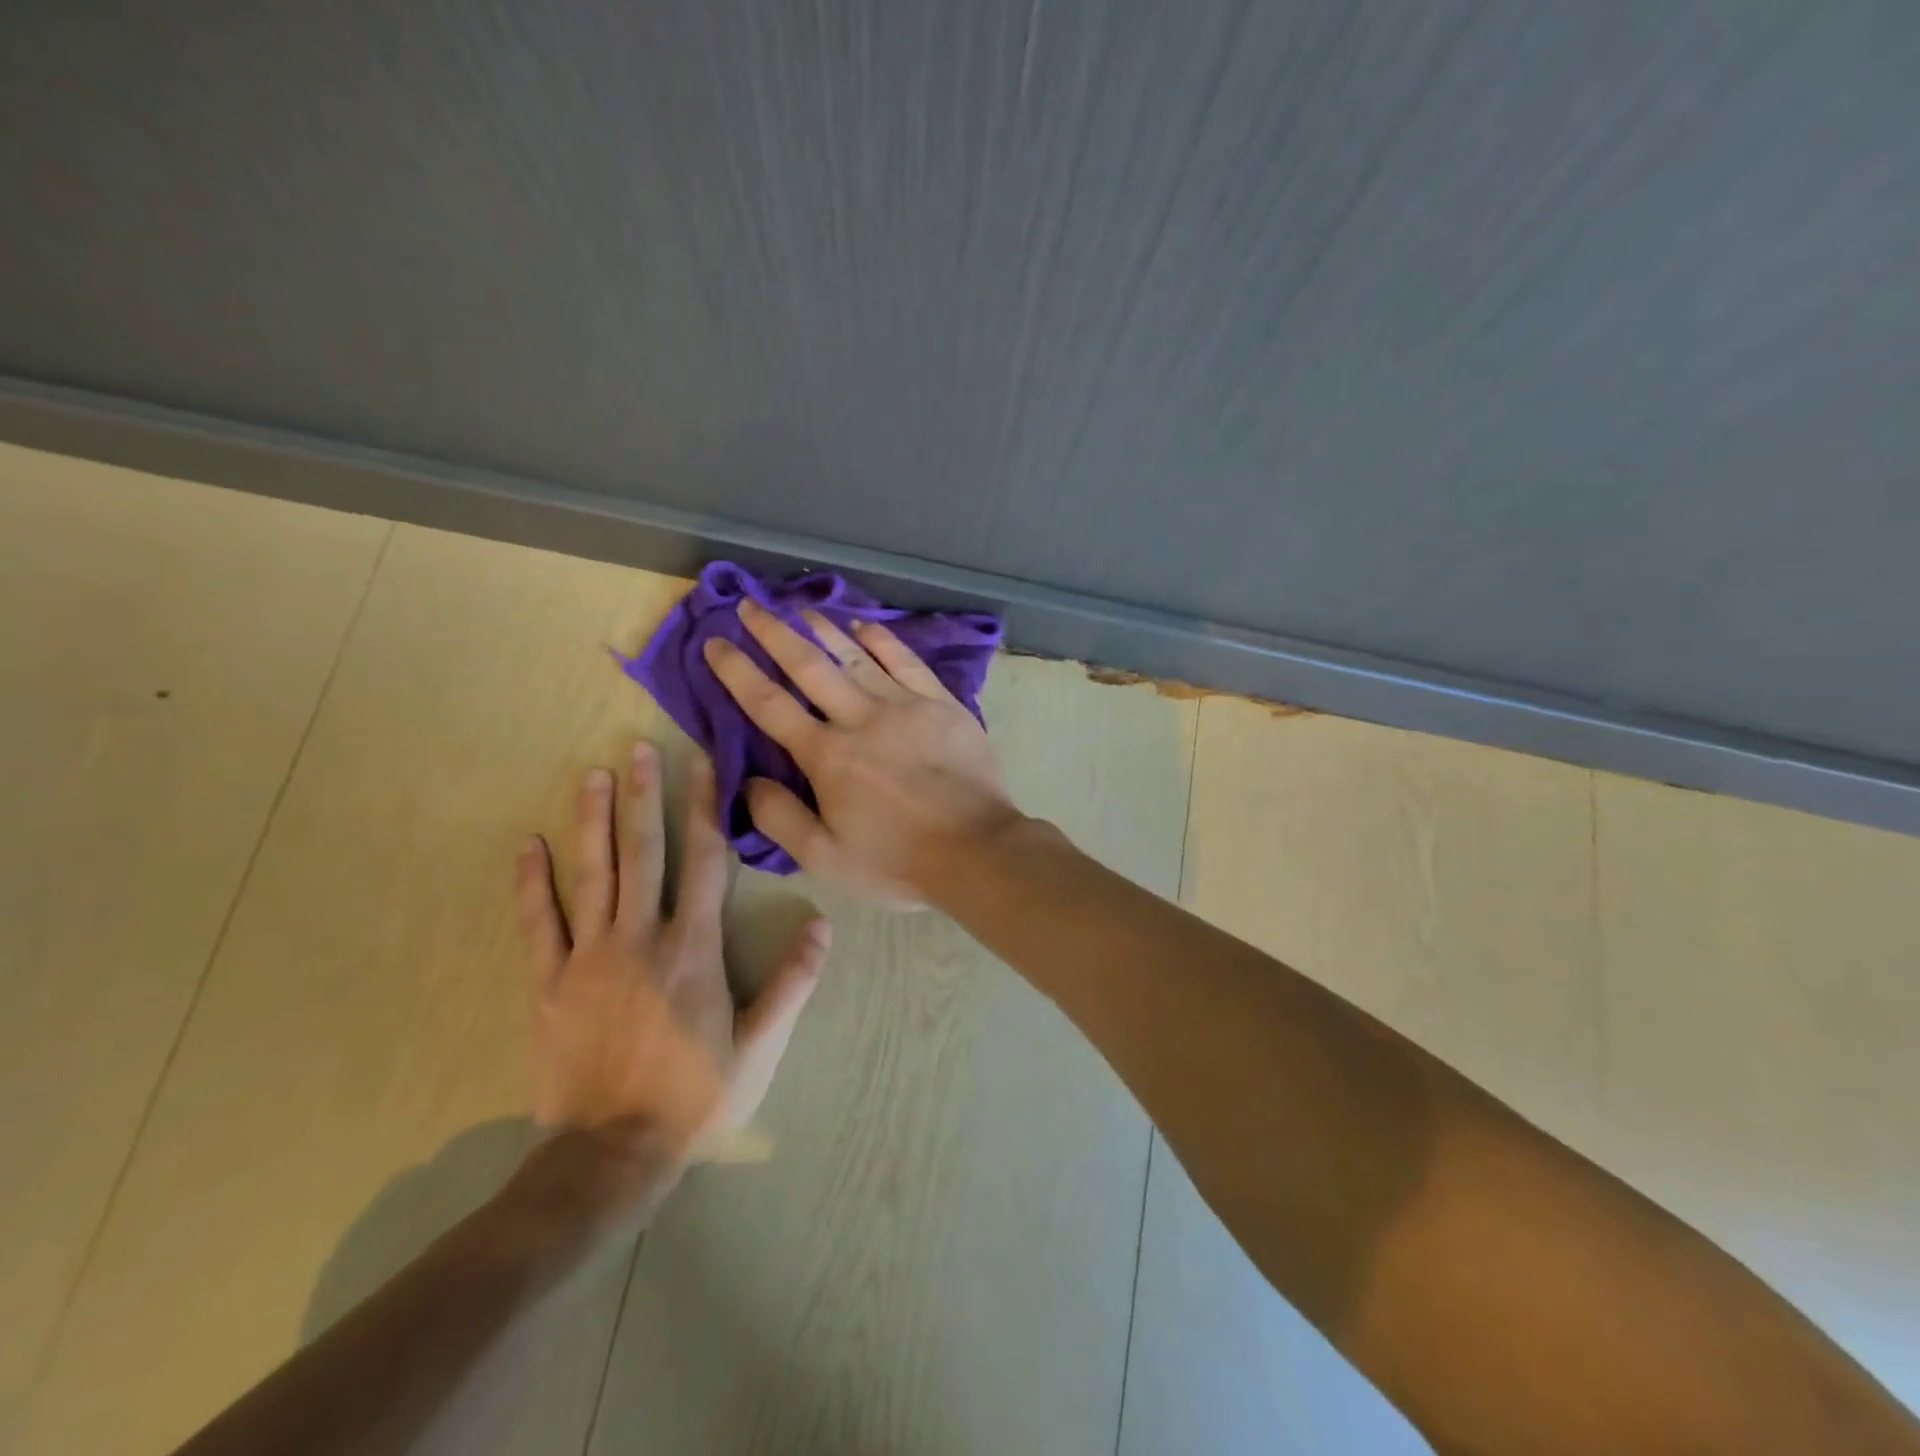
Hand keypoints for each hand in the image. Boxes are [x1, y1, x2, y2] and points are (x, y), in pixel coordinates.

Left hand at [515, 741, 829, 1159]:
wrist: (611, 1156)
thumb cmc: (695, 1096)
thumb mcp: (760, 1046)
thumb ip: (792, 982)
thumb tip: (822, 924)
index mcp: (693, 947)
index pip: (704, 861)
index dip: (704, 807)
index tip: (701, 764)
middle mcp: (641, 937)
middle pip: (643, 852)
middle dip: (642, 796)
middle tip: (637, 748)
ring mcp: (589, 958)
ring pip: (592, 875)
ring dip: (592, 822)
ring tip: (591, 775)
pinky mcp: (548, 984)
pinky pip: (539, 924)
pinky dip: (532, 884)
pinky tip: (529, 846)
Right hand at [701, 600, 1021, 905]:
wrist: (978, 851)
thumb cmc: (898, 861)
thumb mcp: (826, 858)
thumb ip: (780, 819)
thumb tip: (749, 782)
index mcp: (828, 756)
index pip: (770, 704)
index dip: (738, 671)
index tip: (715, 642)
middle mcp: (861, 719)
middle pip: (810, 666)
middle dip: (774, 633)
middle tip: (749, 605)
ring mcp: (906, 706)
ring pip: (857, 656)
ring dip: (824, 629)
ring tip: (798, 608)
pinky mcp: (942, 704)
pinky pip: (907, 663)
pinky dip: (884, 641)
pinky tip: (865, 626)